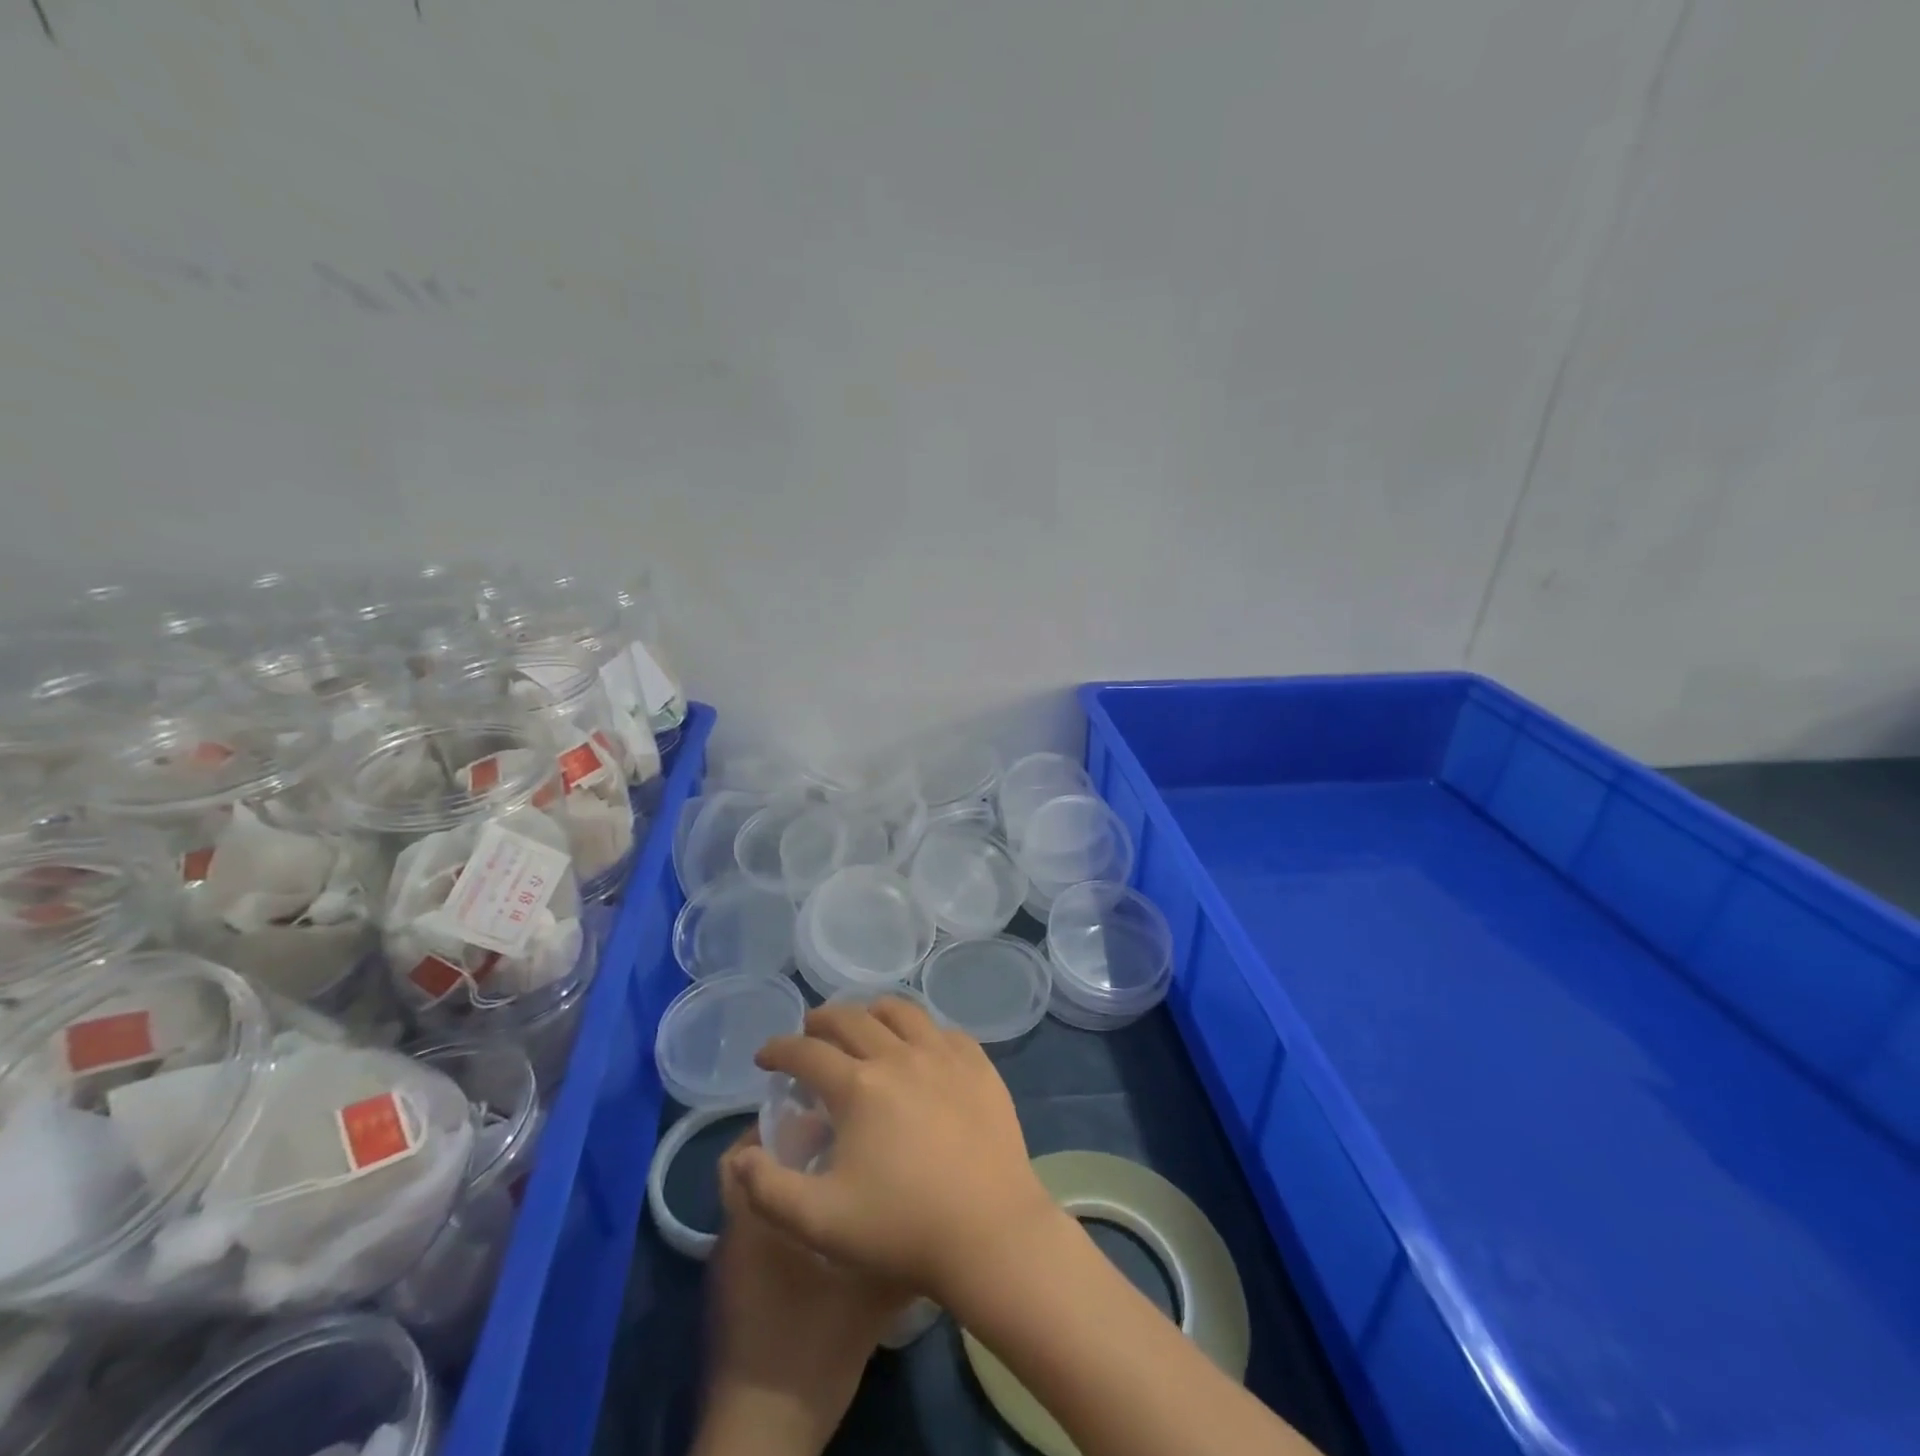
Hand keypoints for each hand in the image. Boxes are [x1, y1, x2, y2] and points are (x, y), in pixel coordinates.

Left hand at [693, 1129, 906, 1455]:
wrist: (765, 1436)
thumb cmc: (810, 1347)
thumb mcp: (869, 1293)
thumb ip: (897, 1244)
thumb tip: (935, 1207)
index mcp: (755, 1219)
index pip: (746, 1150)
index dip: (778, 1120)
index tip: (822, 1107)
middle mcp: (735, 1233)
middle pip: (750, 1169)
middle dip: (787, 1146)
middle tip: (838, 1133)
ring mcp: (732, 1266)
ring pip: (755, 1202)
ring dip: (788, 1183)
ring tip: (841, 1174)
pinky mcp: (738, 1294)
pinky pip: (757, 1234)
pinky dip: (785, 1218)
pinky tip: (827, 1229)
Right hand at [729, 998, 1058, 1308]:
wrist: (990, 1233)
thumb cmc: (902, 1229)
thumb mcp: (820, 1222)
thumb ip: (767, 1190)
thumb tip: (739, 1156)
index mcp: (858, 1087)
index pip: (806, 1052)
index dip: (779, 1049)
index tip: (765, 1056)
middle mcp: (899, 1055)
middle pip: (851, 1018)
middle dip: (821, 1021)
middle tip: (809, 1032)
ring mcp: (943, 1055)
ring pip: (901, 1011)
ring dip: (872, 1012)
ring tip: (863, 1025)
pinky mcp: (978, 1065)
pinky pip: (944, 1030)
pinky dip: (921, 1030)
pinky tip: (919, 1047)